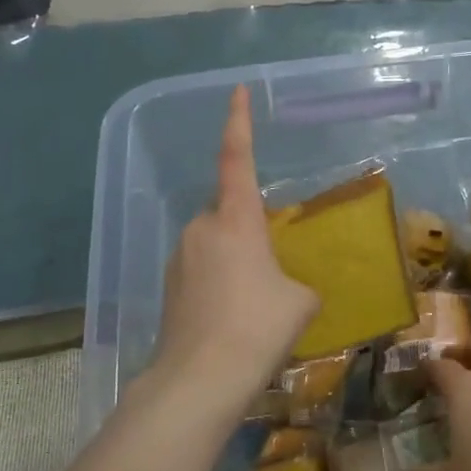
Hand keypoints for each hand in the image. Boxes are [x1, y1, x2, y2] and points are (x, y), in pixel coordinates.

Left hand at [150, 85, 317, 411]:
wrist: (200, 380)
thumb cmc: (258, 328)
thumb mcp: (301, 302)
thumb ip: (298, 283)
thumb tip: (291, 289)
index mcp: (236, 219)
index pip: (238, 158)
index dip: (238, 122)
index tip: (237, 91)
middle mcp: (203, 228)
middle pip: (230, 210)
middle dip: (251, 228)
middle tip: (274, 266)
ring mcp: (181, 256)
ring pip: (216, 242)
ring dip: (237, 258)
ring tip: (257, 301)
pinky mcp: (170, 286)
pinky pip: (203, 268)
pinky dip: (221, 281)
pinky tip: (234, 317)